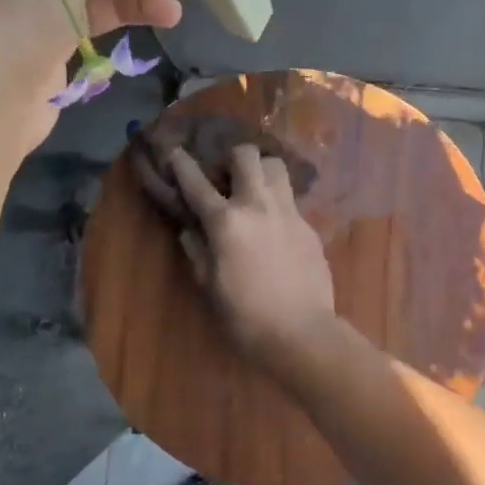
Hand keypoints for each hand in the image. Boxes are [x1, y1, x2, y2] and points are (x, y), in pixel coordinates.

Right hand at [168, 145, 336, 368]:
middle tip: (226, 178)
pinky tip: (273, 226)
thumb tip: (190, 229)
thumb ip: (197, 251)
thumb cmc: (245, 316)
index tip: (175, 151)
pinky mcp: (309, 227)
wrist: (302, 333)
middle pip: (247, 156)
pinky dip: (277, 203)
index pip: (197, 184)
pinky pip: (291, 200)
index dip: (182, 164)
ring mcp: (289, 213)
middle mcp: (258, 206)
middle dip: (232, 158)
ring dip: (261, 171)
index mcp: (226, 222)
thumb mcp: (209, 286)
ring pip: (276, 167)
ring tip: (253, 192)